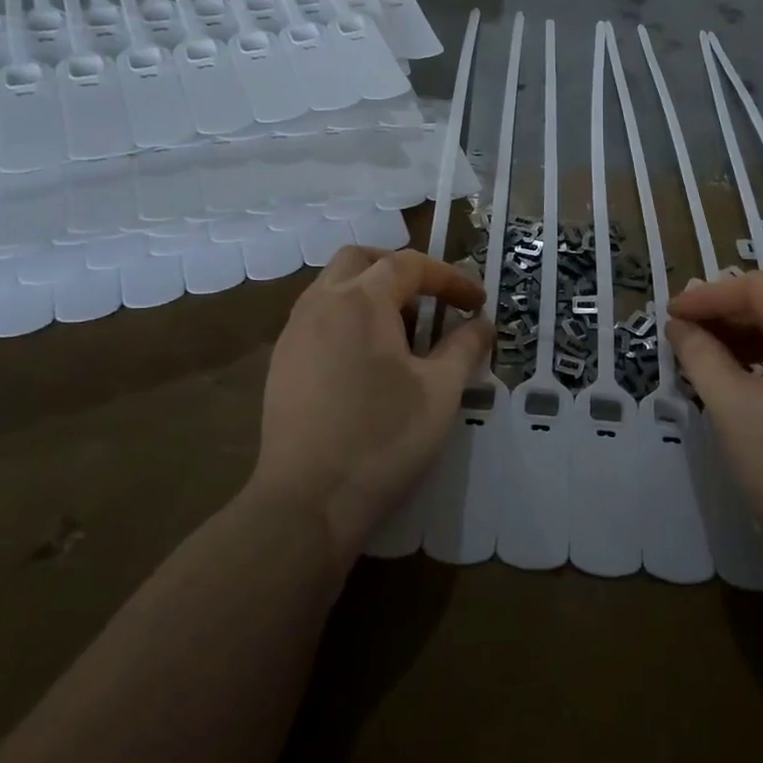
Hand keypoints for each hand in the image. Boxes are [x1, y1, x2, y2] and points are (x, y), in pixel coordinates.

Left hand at [251, 247, 491, 572]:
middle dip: (401, 270)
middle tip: (431, 300)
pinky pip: (318, 317)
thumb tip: (481, 324)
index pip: (410, 265)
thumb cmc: (383, 439)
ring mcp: (294, 332)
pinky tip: (366, 360)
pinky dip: (348, 318)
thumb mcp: (440, 391)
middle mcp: (321, 303)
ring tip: (402, 331)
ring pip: (333, 286)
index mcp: (360, 300)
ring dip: (371, 292)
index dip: (450, 279)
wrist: (307, 503)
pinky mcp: (281, 363)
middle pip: (361, 260)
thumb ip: (465, 347)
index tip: (477, 304)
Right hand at [668, 272, 762, 589]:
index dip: (708, 297)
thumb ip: (701, 355)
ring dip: (747, 338)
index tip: (668, 314)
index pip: (759, 288)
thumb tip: (679, 325)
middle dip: (727, 315)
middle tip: (682, 332)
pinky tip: (741, 377)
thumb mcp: (734, 409)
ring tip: (703, 354)